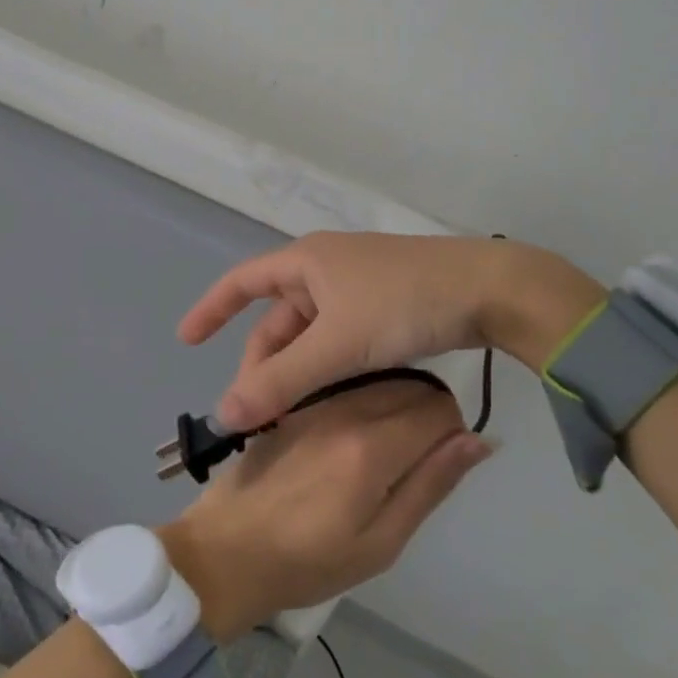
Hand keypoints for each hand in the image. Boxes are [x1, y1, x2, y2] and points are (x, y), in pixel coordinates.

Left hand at [160, 379, 491, 640]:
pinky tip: (349, 438)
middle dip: (427, 413)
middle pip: (411, 385)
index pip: (439, 408)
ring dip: (396, 402)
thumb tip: (478, 440)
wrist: (226, 550)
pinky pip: (346, 383)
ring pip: (379, 379)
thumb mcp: (381, 543)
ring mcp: (316, 399)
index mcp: (370, 447)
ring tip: (383, 452)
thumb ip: (430, 484)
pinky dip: (364, 398)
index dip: (453, 430)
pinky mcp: (296, 401)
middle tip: (413, 460)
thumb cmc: (308, 562)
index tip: (441, 459)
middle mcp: (345, 407)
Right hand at [179, 231, 604, 429]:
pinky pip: (337, 336)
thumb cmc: (404, 303)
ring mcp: (356, 286)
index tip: (186, 341)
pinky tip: (328, 399)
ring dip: (296, 370)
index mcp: (306, 261)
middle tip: (256, 413)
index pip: (242, 281)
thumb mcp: (338, 345)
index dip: (211, 309)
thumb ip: (282, 382)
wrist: (491, 290)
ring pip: (310, 332)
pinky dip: (325, 366)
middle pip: (277, 317)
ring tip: (289, 416)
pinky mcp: (383, 304)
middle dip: (262, 362)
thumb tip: (224, 414)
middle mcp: (325, 268)